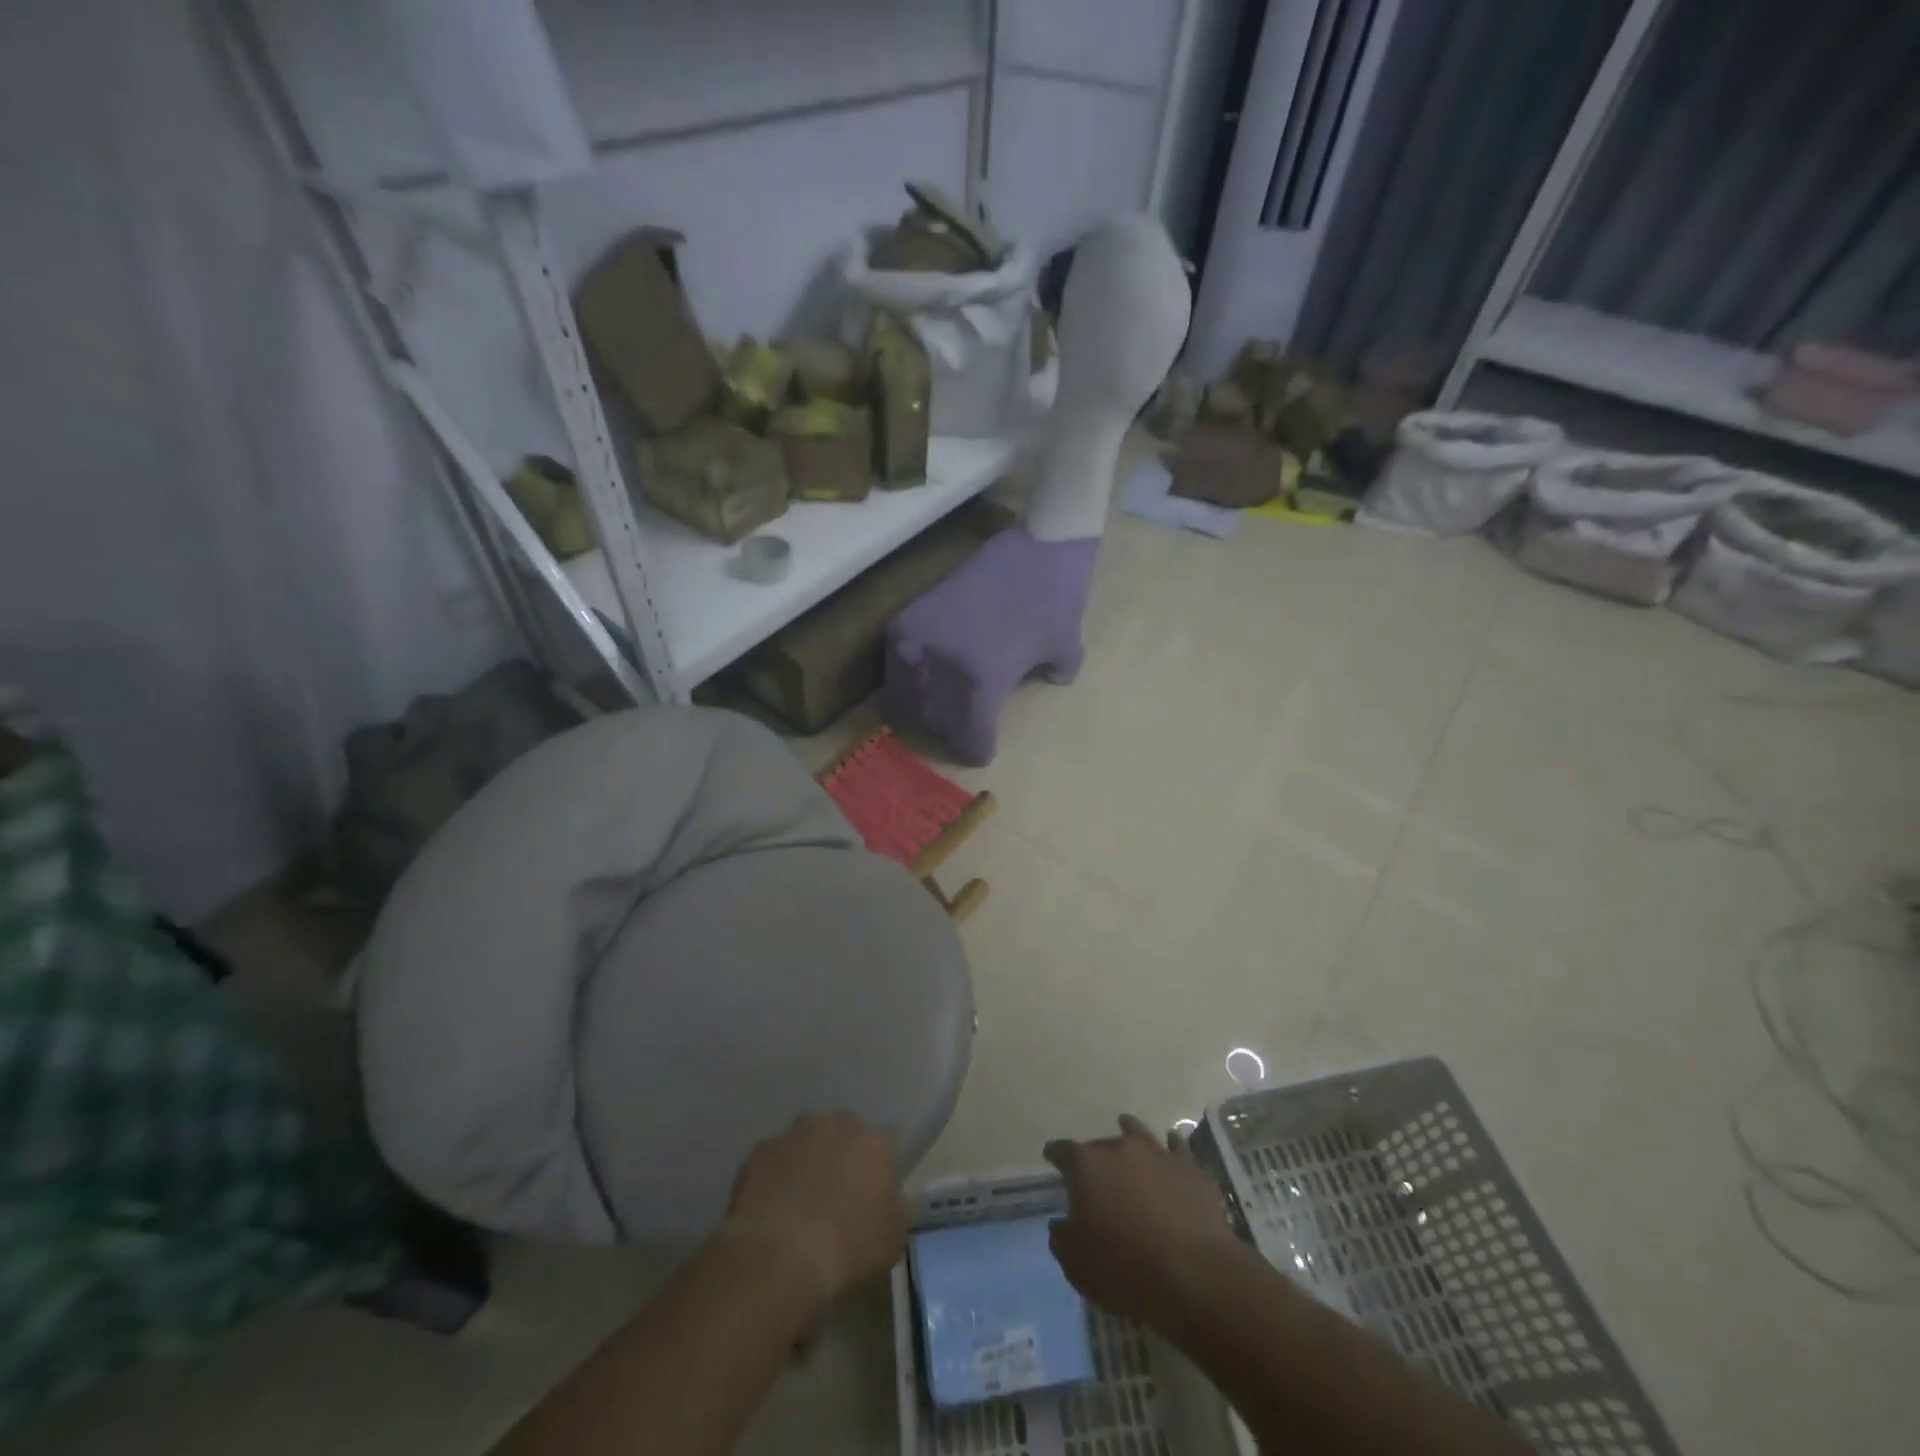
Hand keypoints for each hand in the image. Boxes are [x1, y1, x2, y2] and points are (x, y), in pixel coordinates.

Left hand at [723, 1112, 909, 1309]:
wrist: (779, 1258)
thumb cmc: (848, 1250)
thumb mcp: (893, 1240)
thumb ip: (897, 1208)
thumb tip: (891, 1198)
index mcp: (876, 1141)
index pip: (885, 1145)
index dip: (878, 1171)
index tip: (872, 1198)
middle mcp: (838, 1124)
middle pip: (844, 1134)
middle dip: (841, 1157)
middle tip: (835, 1198)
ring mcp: (795, 1133)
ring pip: (806, 1142)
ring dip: (806, 1162)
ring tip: (799, 1205)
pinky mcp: (760, 1150)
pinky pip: (773, 1161)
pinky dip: (774, 1178)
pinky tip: (771, 1210)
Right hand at [1044, 1115, 1238, 1327]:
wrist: (1194, 1276)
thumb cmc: (1126, 1271)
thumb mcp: (1077, 1265)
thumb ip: (1062, 1238)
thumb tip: (1061, 1223)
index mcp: (1087, 1166)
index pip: (1063, 1151)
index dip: (1056, 1155)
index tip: (1052, 1158)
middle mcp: (1120, 1148)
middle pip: (1101, 1144)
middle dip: (1095, 1157)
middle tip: (1096, 1174)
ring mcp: (1158, 1153)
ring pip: (1138, 1133)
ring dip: (1130, 1135)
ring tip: (1128, 1133)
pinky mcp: (1191, 1169)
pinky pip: (1178, 1148)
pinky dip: (1172, 1148)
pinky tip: (1172, 1149)